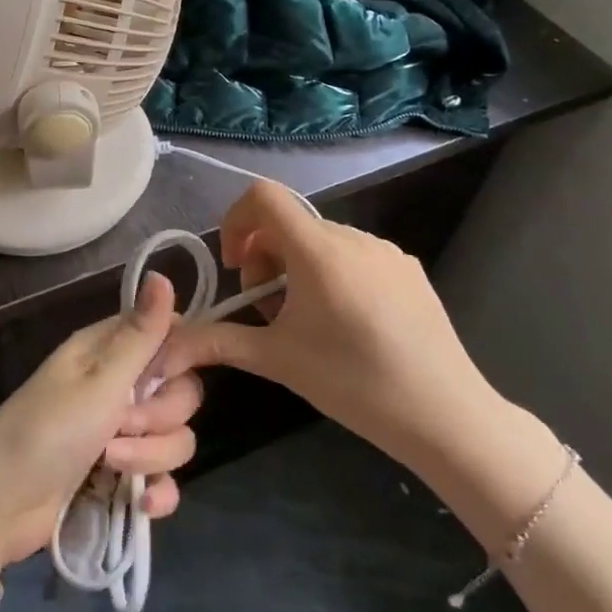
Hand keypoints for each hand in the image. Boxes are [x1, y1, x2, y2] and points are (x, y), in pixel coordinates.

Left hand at [0, 273, 201, 567]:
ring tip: (109, 466)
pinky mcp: (123, 477)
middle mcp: (121, 387)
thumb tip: (162, 274)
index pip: (171, 338)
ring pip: (175, 438)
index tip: (170, 375)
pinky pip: (164, 479)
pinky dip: (158, 493)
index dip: (183, 356)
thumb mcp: (98, 381)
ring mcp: (124, 435)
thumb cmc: (46, 429)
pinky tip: (142, 505)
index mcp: (110, 352)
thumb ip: (140, 336)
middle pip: (181, 394)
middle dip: (161, 417)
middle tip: (121, 426)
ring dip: (151, 458)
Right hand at [158, 181, 504, 475]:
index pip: (263, 196)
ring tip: (306, 322)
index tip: (237, 267)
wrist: (445, 415)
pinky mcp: (409, 269)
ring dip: (297, 269)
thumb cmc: (353, 381)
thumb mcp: (277, 359)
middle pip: (289, 224)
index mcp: (318, 250)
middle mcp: (352, 237)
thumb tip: (166, 349)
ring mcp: (386, 251)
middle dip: (265, 259)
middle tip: (269, 311)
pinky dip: (332, 274)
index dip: (236, 221)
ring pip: (321, 241)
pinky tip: (347, 324)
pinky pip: (354, 255)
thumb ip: (217, 342)